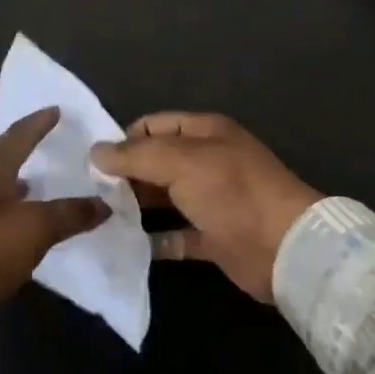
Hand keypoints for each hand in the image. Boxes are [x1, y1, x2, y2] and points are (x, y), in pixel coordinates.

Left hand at [0, 107, 109, 331]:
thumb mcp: (34, 230)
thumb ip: (70, 214)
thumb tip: (104, 204)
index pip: (17, 136)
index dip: (39, 122)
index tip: (57, 109)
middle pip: (3, 157)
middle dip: (27, 147)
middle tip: (52, 141)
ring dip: (20, 180)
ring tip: (43, 180)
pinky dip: (13, 207)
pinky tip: (24, 219)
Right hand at [91, 113, 322, 302]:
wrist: (284, 248)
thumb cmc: (232, 192)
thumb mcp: (182, 162)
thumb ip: (137, 155)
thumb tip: (96, 151)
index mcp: (206, 132)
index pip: (155, 125)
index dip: (125, 139)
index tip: (93, 163)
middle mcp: (208, 162)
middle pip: (157, 162)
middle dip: (126, 175)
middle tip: (89, 194)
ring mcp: (212, 200)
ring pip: (165, 199)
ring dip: (136, 207)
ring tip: (98, 219)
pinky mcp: (214, 237)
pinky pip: (176, 235)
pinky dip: (154, 240)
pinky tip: (126, 246)